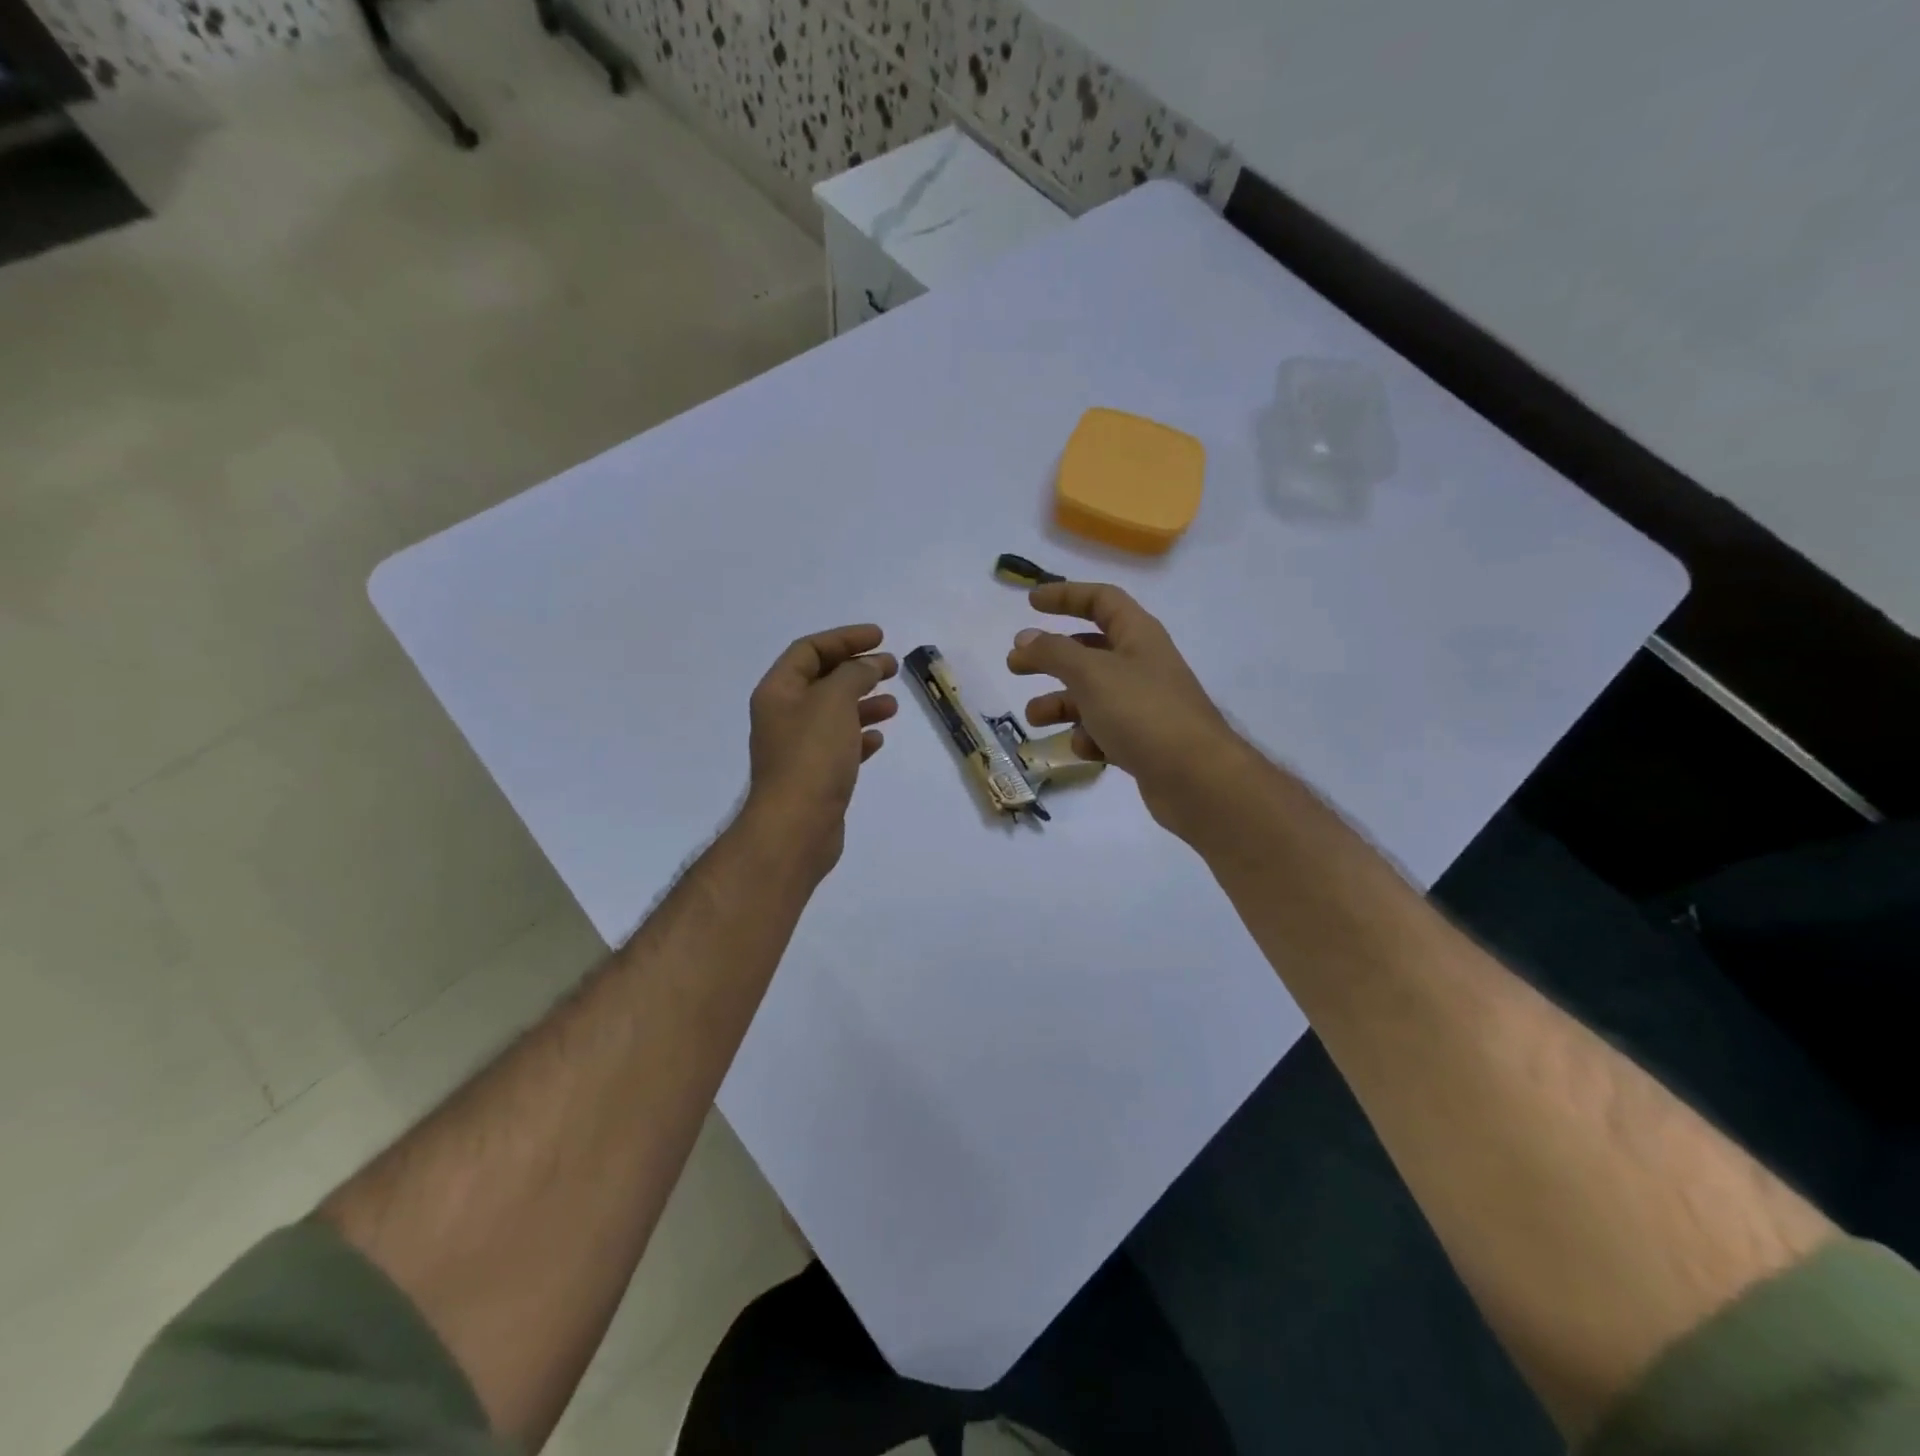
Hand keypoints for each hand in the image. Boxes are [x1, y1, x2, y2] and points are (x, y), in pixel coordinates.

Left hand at [743, 624, 897, 873]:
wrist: (796, 827)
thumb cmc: (812, 756)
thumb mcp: (835, 700)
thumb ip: (855, 674)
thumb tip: (870, 665)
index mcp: (779, 691)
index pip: (809, 650)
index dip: (844, 638)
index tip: (880, 638)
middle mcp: (783, 716)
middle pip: (822, 680)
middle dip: (857, 669)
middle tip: (892, 667)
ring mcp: (798, 748)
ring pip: (834, 714)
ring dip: (863, 703)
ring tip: (893, 705)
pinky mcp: (814, 776)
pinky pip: (839, 746)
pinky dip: (859, 737)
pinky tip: (879, 740)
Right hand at [1007, 582, 1241, 832]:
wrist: (1195, 778)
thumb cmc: (1142, 713)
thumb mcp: (1091, 674)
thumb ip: (1054, 653)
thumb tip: (1025, 638)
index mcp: (1138, 635)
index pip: (1101, 601)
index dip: (1066, 596)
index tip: (1030, 603)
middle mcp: (1142, 664)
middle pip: (1089, 650)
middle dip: (1050, 657)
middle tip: (1014, 666)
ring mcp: (1144, 705)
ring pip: (1092, 695)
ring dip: (1061, 702)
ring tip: (1035, 717)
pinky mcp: (1143, 741)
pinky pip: (1105, 730)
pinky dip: (1088, 736)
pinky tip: (1082, 748)